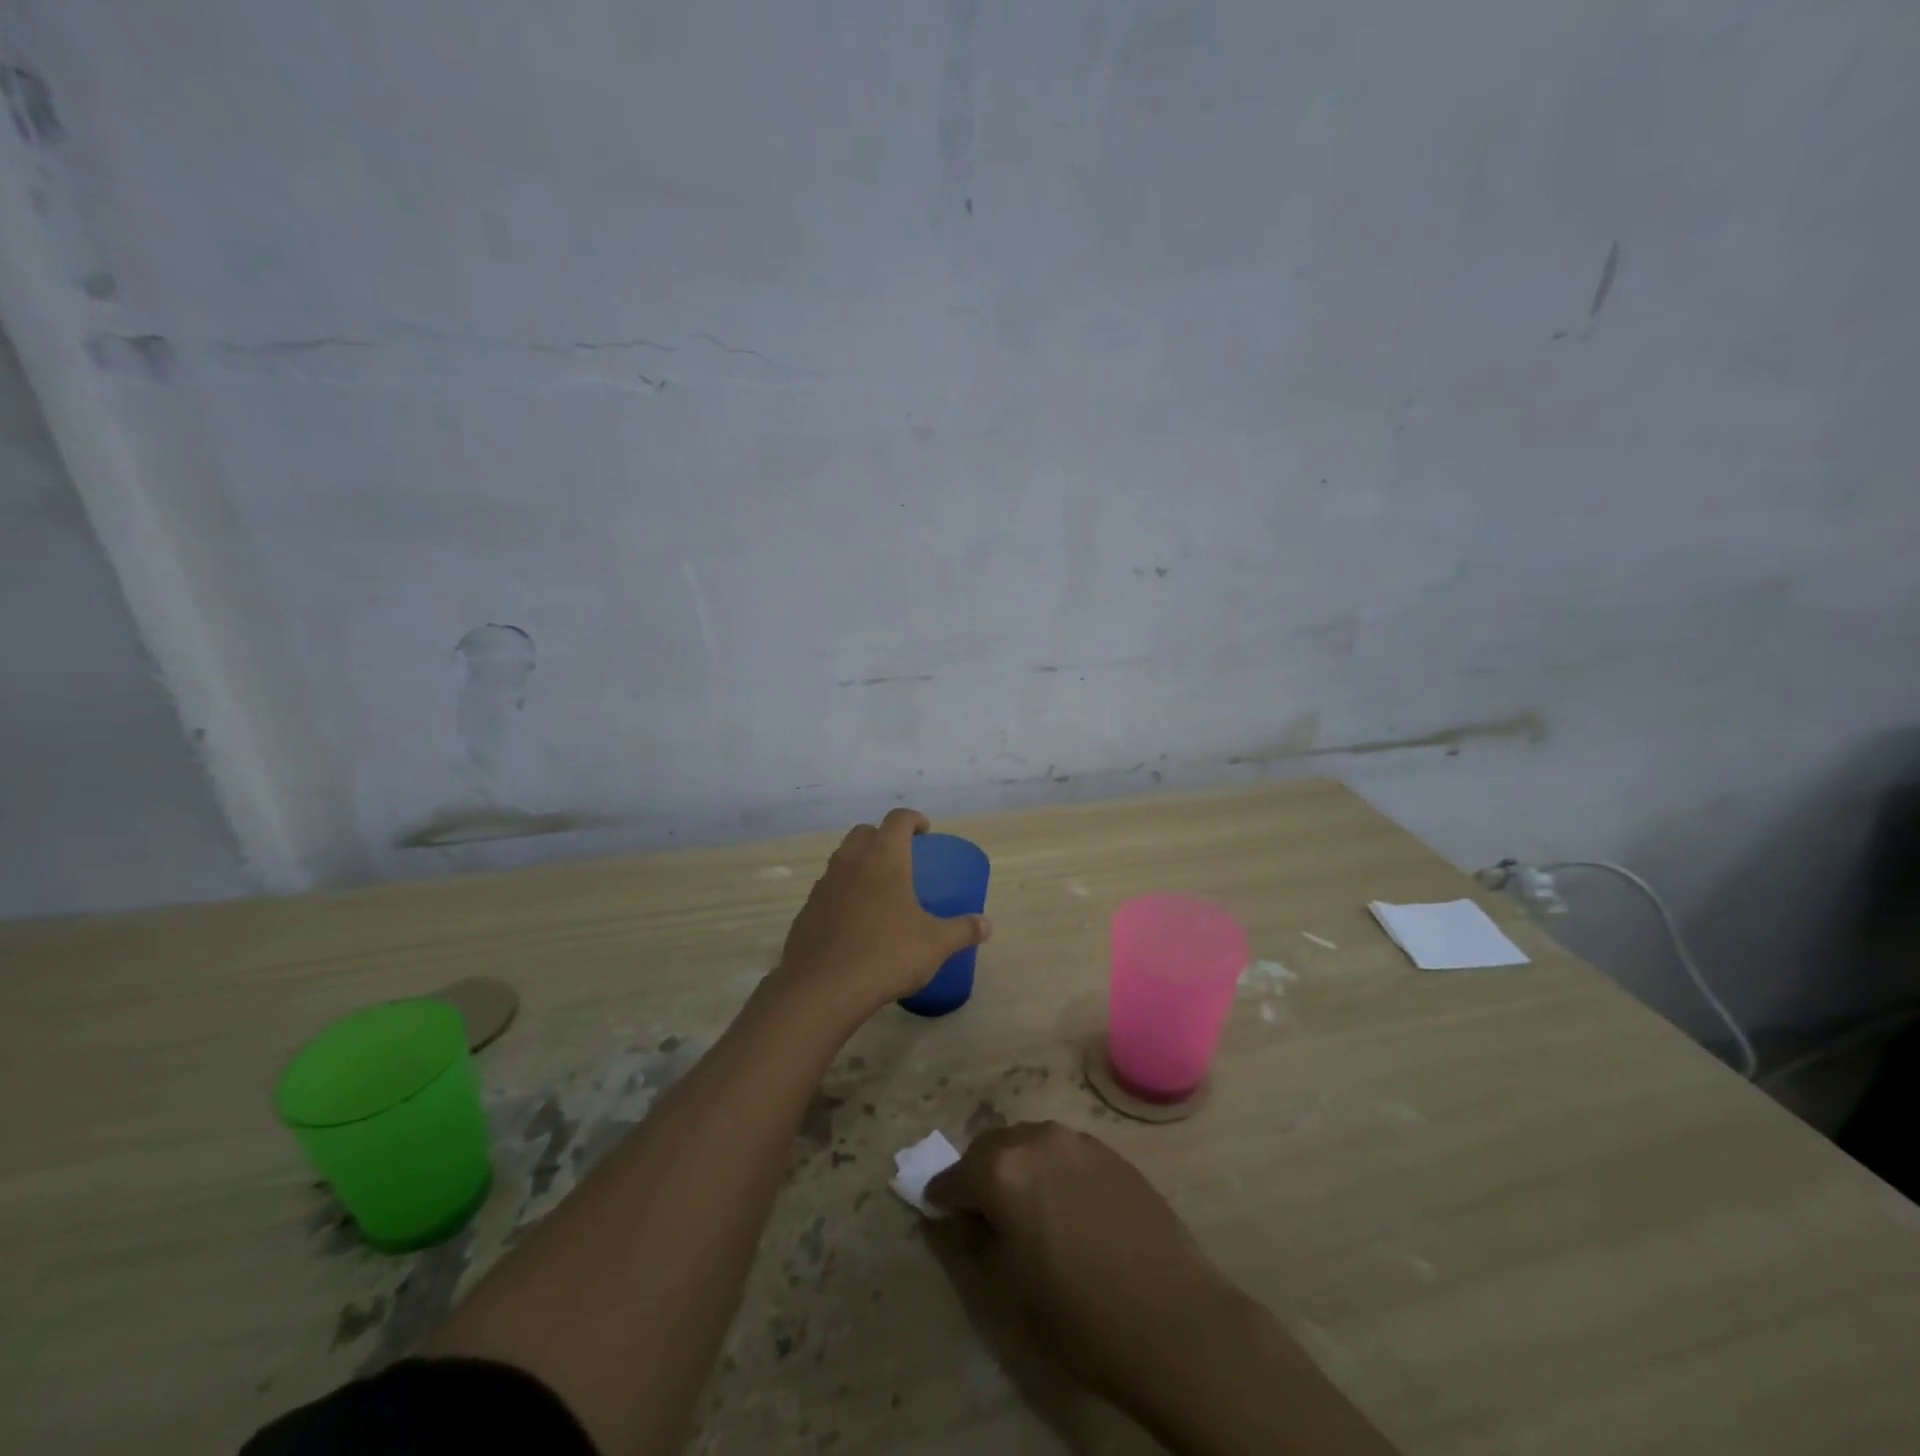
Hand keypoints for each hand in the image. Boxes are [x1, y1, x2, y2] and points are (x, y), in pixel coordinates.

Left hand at [776, 808, 990, 1012]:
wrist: (822, 988)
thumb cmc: (886, 954)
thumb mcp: (935, 944)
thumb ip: (962, 930)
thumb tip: (986, 924)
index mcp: (884, 857)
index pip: (898, 819)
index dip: (913, 820)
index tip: (925, 831)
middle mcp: (850, 861)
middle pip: (865, 832)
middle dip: (883, 837)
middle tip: (901, 858)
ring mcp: (823, 885)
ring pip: (842, 859)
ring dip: (860, 864)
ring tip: (879, 890)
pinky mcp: (807, 911)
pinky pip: (828, 890)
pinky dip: (843, 894)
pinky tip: (855, 921)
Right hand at [925, 1121, 1252, 1406]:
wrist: (1175, 1320)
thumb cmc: (1081, 1317)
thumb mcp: (1010, 1292)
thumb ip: (976, 1243)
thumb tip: (963, 1219)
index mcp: (1003, 1170)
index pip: (956, 1176)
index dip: (942, 1196)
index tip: (934, 1208)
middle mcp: (1037, 1140)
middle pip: (992, 1148)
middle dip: (979, 1174)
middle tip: (980, 1210)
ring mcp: (1078, 1141)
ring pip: (1030, 1143)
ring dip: (1017, 1166)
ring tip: (1025, 1207)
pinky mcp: (1112, 1152)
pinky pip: (1064, 1152)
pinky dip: (1051, 1169)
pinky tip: (1065, 1206)